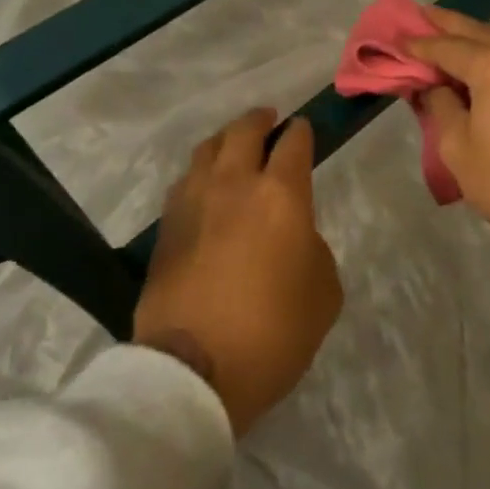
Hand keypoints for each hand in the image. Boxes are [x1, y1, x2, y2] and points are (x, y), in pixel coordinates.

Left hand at [135, 109, 341, 436]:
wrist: (193, 368)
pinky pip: (185, 181)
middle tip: (269, 119)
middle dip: (259, 120)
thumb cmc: (273, 333)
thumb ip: (313, 249)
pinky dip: (201, 172)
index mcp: (280, 195)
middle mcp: (234, 184)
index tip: (303, 129)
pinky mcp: (165, 226)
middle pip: (243, 131)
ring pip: (207, 150)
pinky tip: (206, 185)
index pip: (293, 144)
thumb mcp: (324, 293)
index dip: (300, 132)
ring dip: (225, 140)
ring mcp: (193, 202)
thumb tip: (294, 235)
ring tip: (234, 145)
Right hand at [407, 7, 489, 293]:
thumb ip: (442, 108)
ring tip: (453, 42)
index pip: (447, 47)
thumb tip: (435, 88)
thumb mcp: (460, 151)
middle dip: (449, 26)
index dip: (419, 45)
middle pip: (480, 34)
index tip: (397, 40)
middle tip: (422, 15)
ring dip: (478, 44)